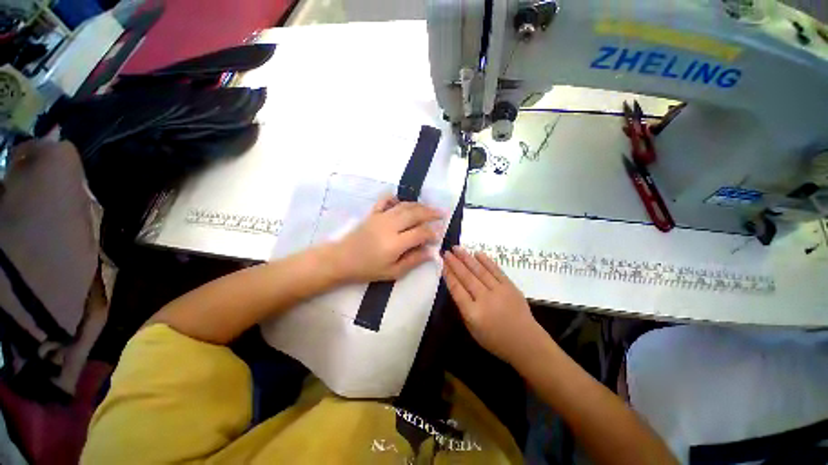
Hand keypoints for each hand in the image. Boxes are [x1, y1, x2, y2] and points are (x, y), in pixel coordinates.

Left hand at [333, 195, 443, 281]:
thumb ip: (413, 261)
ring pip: (404, 206)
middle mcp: (390, 226)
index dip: (432, 233)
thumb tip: (430, 252)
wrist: (341, 260)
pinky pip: (385, 201)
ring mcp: (380, 217)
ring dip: (419, 205)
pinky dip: (395, 198)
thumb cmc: (367, 269)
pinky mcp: (372, 213)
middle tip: (442, 213)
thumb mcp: (392, 272)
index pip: (420, 233)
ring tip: (429, 208)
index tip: (438, 235)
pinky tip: (402, 200)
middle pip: (415, 214)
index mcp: (395, 243)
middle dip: (430, 213)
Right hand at [443, 247, 543, 363]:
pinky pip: (496, 270)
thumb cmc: (495, 339)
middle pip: (466, 277)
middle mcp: (485, 299)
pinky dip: (486, 261)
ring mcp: (499, 291)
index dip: (448, 275)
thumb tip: (456, 286)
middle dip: (455, 263)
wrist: (525, 342)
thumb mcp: (472, 329)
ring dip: (467, 258)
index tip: (442, 264)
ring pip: (479, 271)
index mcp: (473, 313)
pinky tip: (477, 253)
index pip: (457, 289)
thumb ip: (463, 308)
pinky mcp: (510, 286)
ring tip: (457, 248)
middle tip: (446, 252)